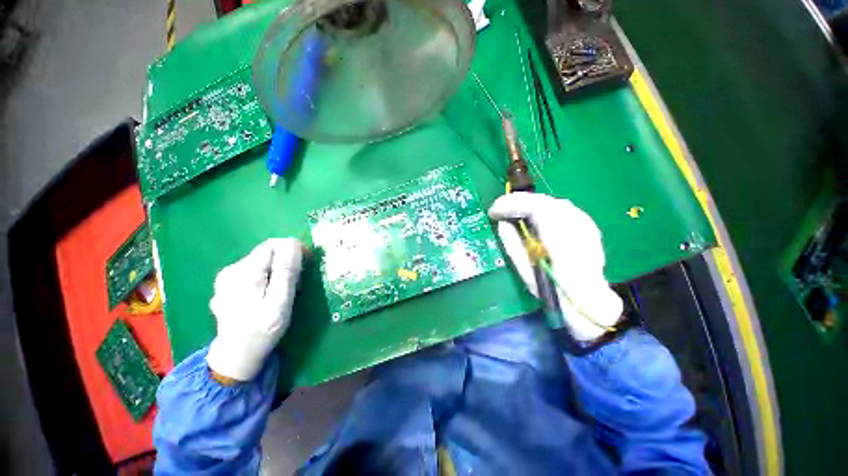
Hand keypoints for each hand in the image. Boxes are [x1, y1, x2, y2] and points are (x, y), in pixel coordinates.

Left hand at [206, 238, 302, 381]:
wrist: (236, 355)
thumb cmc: (262, 330)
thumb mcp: (280, 302)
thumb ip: (286, 272)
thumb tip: (292, 243)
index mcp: (245, 273)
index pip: (272, 245)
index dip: (291, 250)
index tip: (304, 264)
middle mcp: (231, 270)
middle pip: (265, 253)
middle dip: (284, 262)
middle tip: (295, 283)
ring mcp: (226, 278)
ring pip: (260, 262)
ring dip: (276, 270)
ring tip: (282, 290)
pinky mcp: (226, 284)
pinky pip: (252, 271)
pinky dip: (265, 277)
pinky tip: (267, 294)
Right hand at [489, 192, 622, 340]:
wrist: (592, 306)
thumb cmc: (556, 296)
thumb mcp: (528, 274)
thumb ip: (514, 245)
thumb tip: (502, 224)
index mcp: (563, 243)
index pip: (537, 208)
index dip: (511, 205)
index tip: (493, 211)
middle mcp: (578, 228)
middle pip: (544, 201)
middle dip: (518, 202)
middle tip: (500, 210)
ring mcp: (586, 225)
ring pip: (552, 203)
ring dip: (529, 205)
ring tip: (513, 213)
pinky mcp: (588, 227)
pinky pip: (560, 209)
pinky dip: (542, 211)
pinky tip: (533, 220)